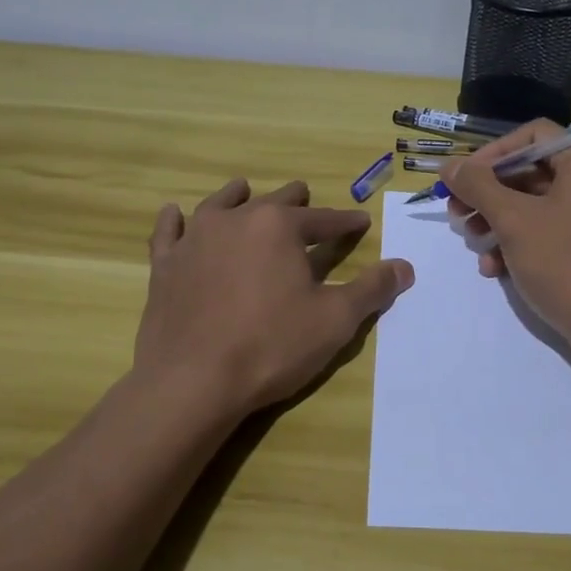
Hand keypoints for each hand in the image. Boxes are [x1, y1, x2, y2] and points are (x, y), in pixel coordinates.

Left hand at [134, 178, 413, 422]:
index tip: (361, 221)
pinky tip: (174, 213)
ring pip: (219, 205)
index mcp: (280, 227)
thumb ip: (372, 289)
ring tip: (244, 189)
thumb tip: (405, 267)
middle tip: (304, 195)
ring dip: (237, 197)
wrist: (193, 381)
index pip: (323, 220)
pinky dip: (174, 221)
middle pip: (272, 203)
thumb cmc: (271, 346)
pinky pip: (168, 233)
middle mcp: (236, 220)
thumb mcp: (335, 320)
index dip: (346, 222)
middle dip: (294, 201)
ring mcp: (195, 240)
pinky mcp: (165, 266)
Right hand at [441, 122, 570, 362]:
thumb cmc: (566, 263)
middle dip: (488, 194)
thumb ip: (477, 186)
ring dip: (496, 222)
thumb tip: (449, 166)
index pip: (532, 135)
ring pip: (533, 206)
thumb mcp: (514, 220)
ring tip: (473, 243)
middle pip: (529, 172)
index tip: (463, 179)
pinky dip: (518, 244)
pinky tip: (494, 269)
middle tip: (456, 214)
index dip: (492, 153)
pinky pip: (547, 233)